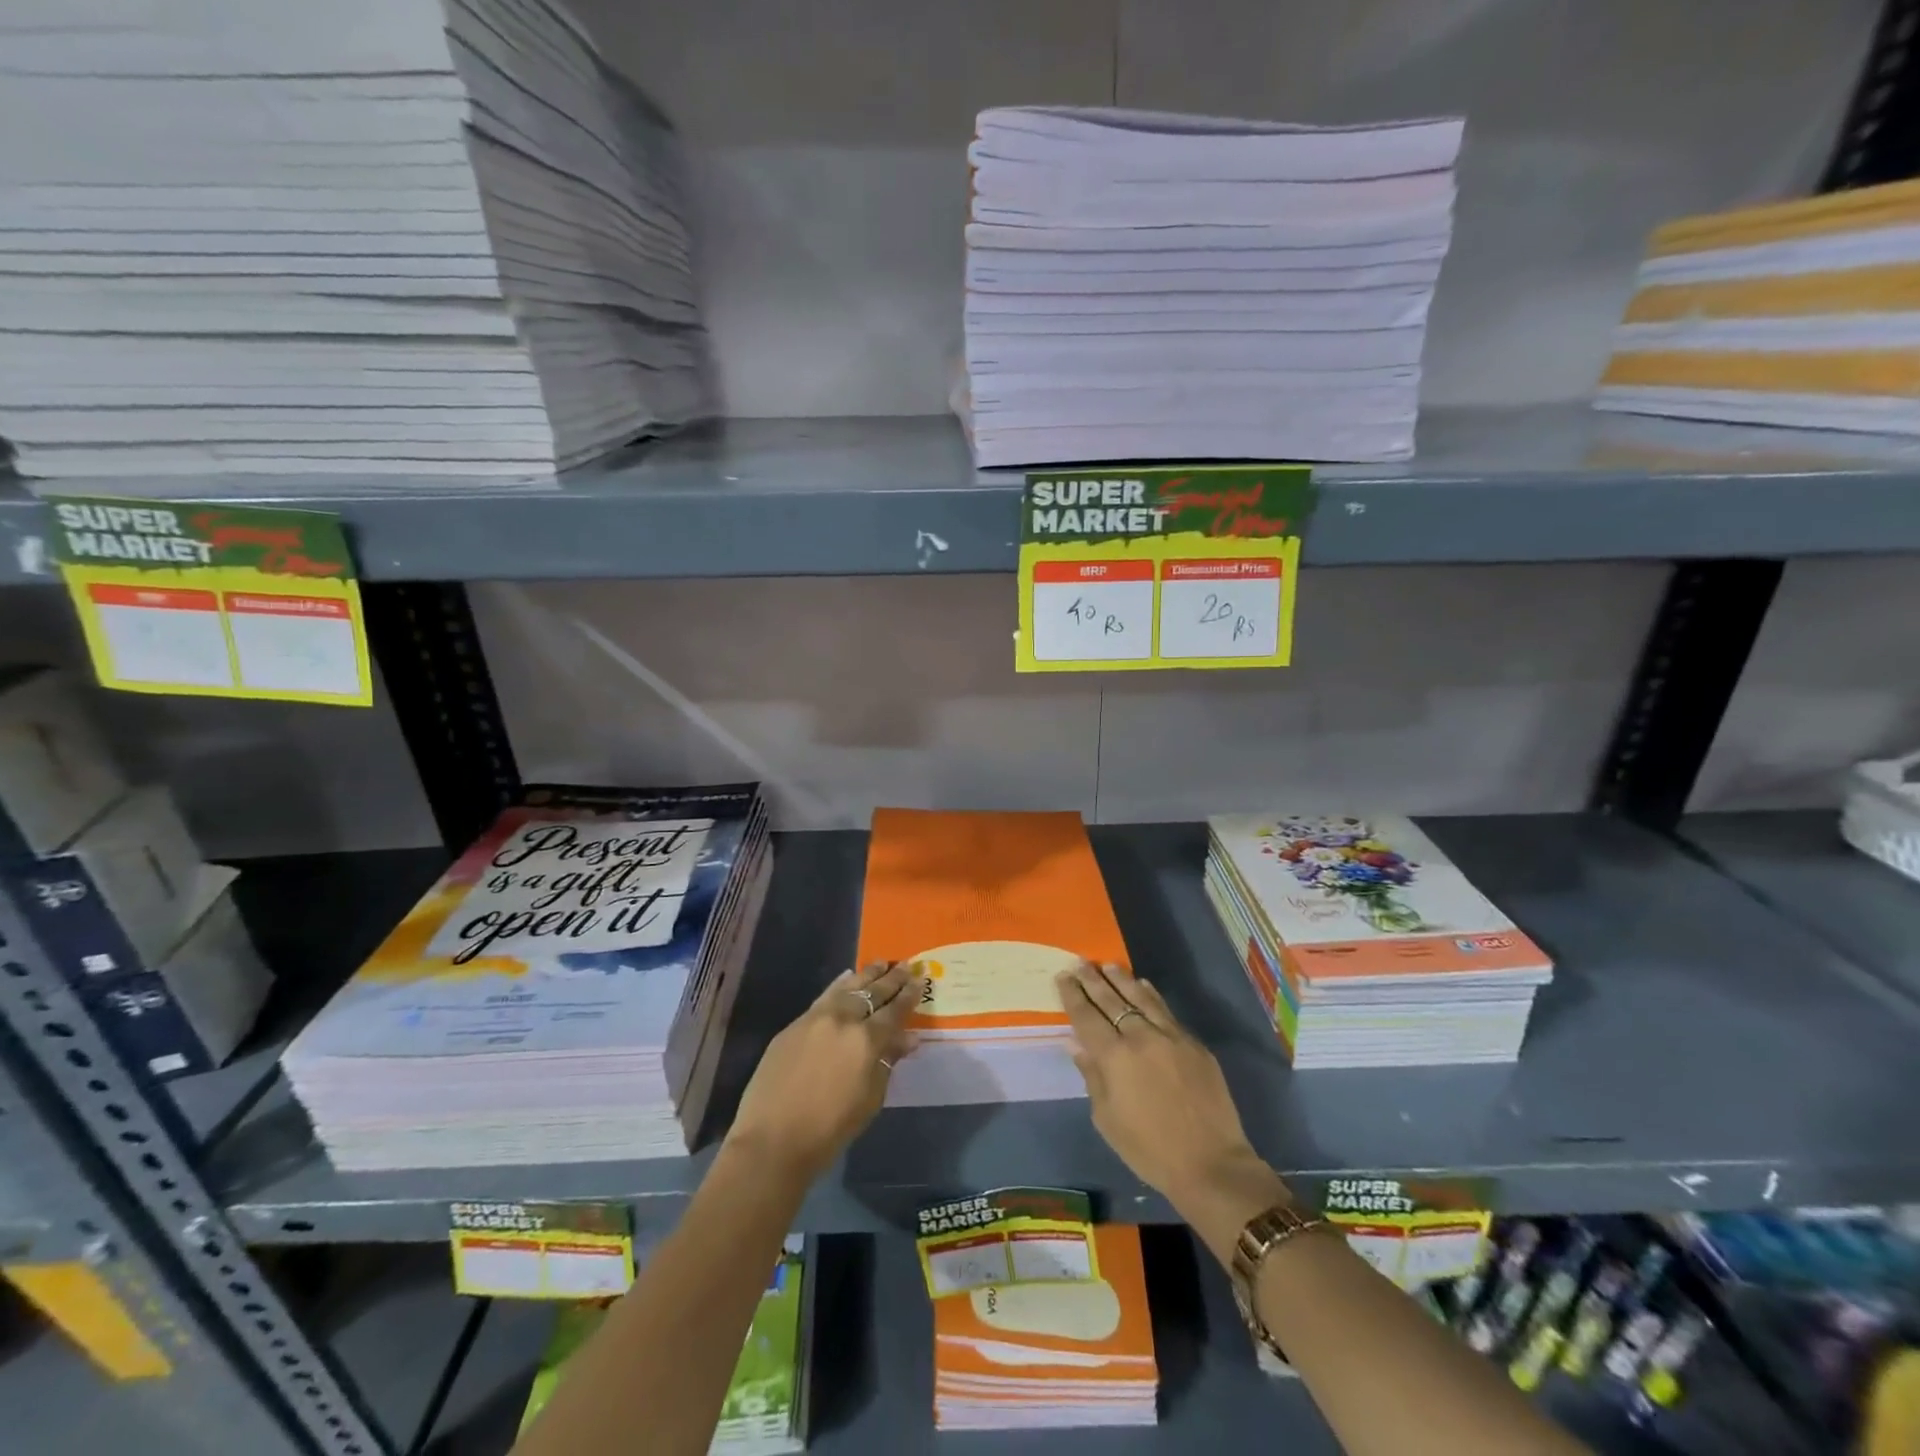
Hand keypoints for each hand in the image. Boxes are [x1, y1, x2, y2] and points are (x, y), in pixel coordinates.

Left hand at [726, 961, 918, 1180]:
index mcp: (866, 1040)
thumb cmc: (830, 1129)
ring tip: (882, 963)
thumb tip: (908, 1038)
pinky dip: (840, 984)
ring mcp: (816, 1018)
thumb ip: (888, 1062)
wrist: (772, 1140)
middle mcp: (843, 1020)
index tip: (920, 979)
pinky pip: (824, 996)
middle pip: (873, 993)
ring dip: (867, 975)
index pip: (894, 1011)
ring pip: (847, 987)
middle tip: (906, 966)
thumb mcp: (870, 1099)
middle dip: (892, 979)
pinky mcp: (794, 1025)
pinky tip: (847, 977)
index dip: (909, 995)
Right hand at [1057, 962, 1290, 1249]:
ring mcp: (1171, 1036)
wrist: (1210, 1164)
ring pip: (1141, 998)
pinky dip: (1150, 995)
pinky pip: (1166, 1011)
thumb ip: (1092, 1076)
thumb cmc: (1149, 1150)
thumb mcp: (1107, 1120)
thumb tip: (1077, 1044)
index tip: (1063, 976)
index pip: (1086, 1017)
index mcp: (1114, 1057)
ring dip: (1122, 979)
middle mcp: (1140, 1037)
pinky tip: (1143, 986)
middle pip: (1111, 1000)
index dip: (1073, 995)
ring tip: (1108, 965)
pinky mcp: (1194, 1044)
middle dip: (1093, 980)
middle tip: (1080, 963)